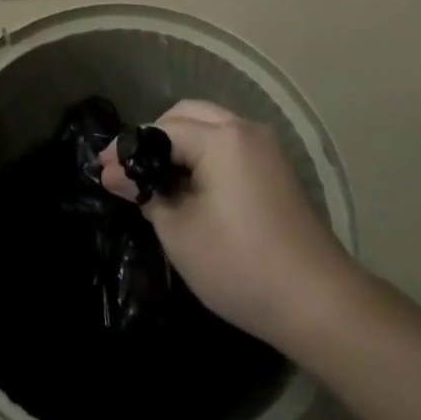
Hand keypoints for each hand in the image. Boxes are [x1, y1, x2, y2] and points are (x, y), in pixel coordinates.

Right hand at [99, 100, 350, 357]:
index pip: (161, 129)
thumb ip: (145, 194)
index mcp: (220, 137)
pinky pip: (229, 144)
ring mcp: (266, 146)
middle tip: (129, 170)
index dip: (128, 148)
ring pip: (210, 126)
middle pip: (187, 115)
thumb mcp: (179, 232)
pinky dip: (204, 154)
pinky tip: (190, 185)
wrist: (320, 304)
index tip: (100, 169)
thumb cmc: (241, 265)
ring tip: (156, 179)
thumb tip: (113, 174)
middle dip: (154, 137)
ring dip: (180, 144)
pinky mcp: (277, 168)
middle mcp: (244, 128)